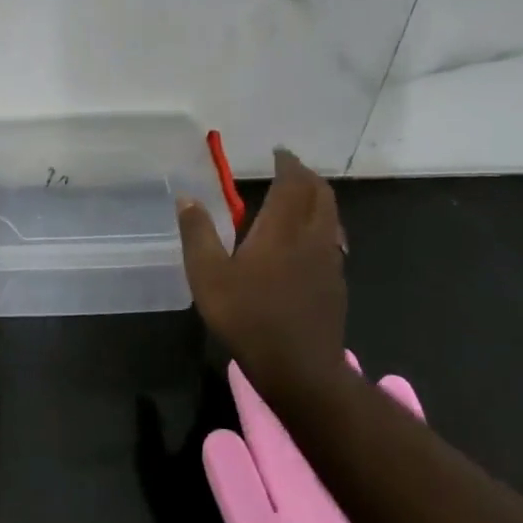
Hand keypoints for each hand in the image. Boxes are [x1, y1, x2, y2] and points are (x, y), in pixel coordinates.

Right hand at [177, 148, 347, 379]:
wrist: (300, 369)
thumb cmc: (248, 317)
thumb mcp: (208, 275)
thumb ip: (198, 233)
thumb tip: (186, 197)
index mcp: (282, 229)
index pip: (293, 183)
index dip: (288, 164)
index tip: (278, 153)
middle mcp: (312, 237)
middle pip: (321, 194)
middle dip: (307, 176)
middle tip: (290, 168)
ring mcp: (329, 261)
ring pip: (331, 216)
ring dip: (318, 199)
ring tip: (300, 197)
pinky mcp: (336, 284)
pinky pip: (333, 239)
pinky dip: (322, 225)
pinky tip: (307, 241)